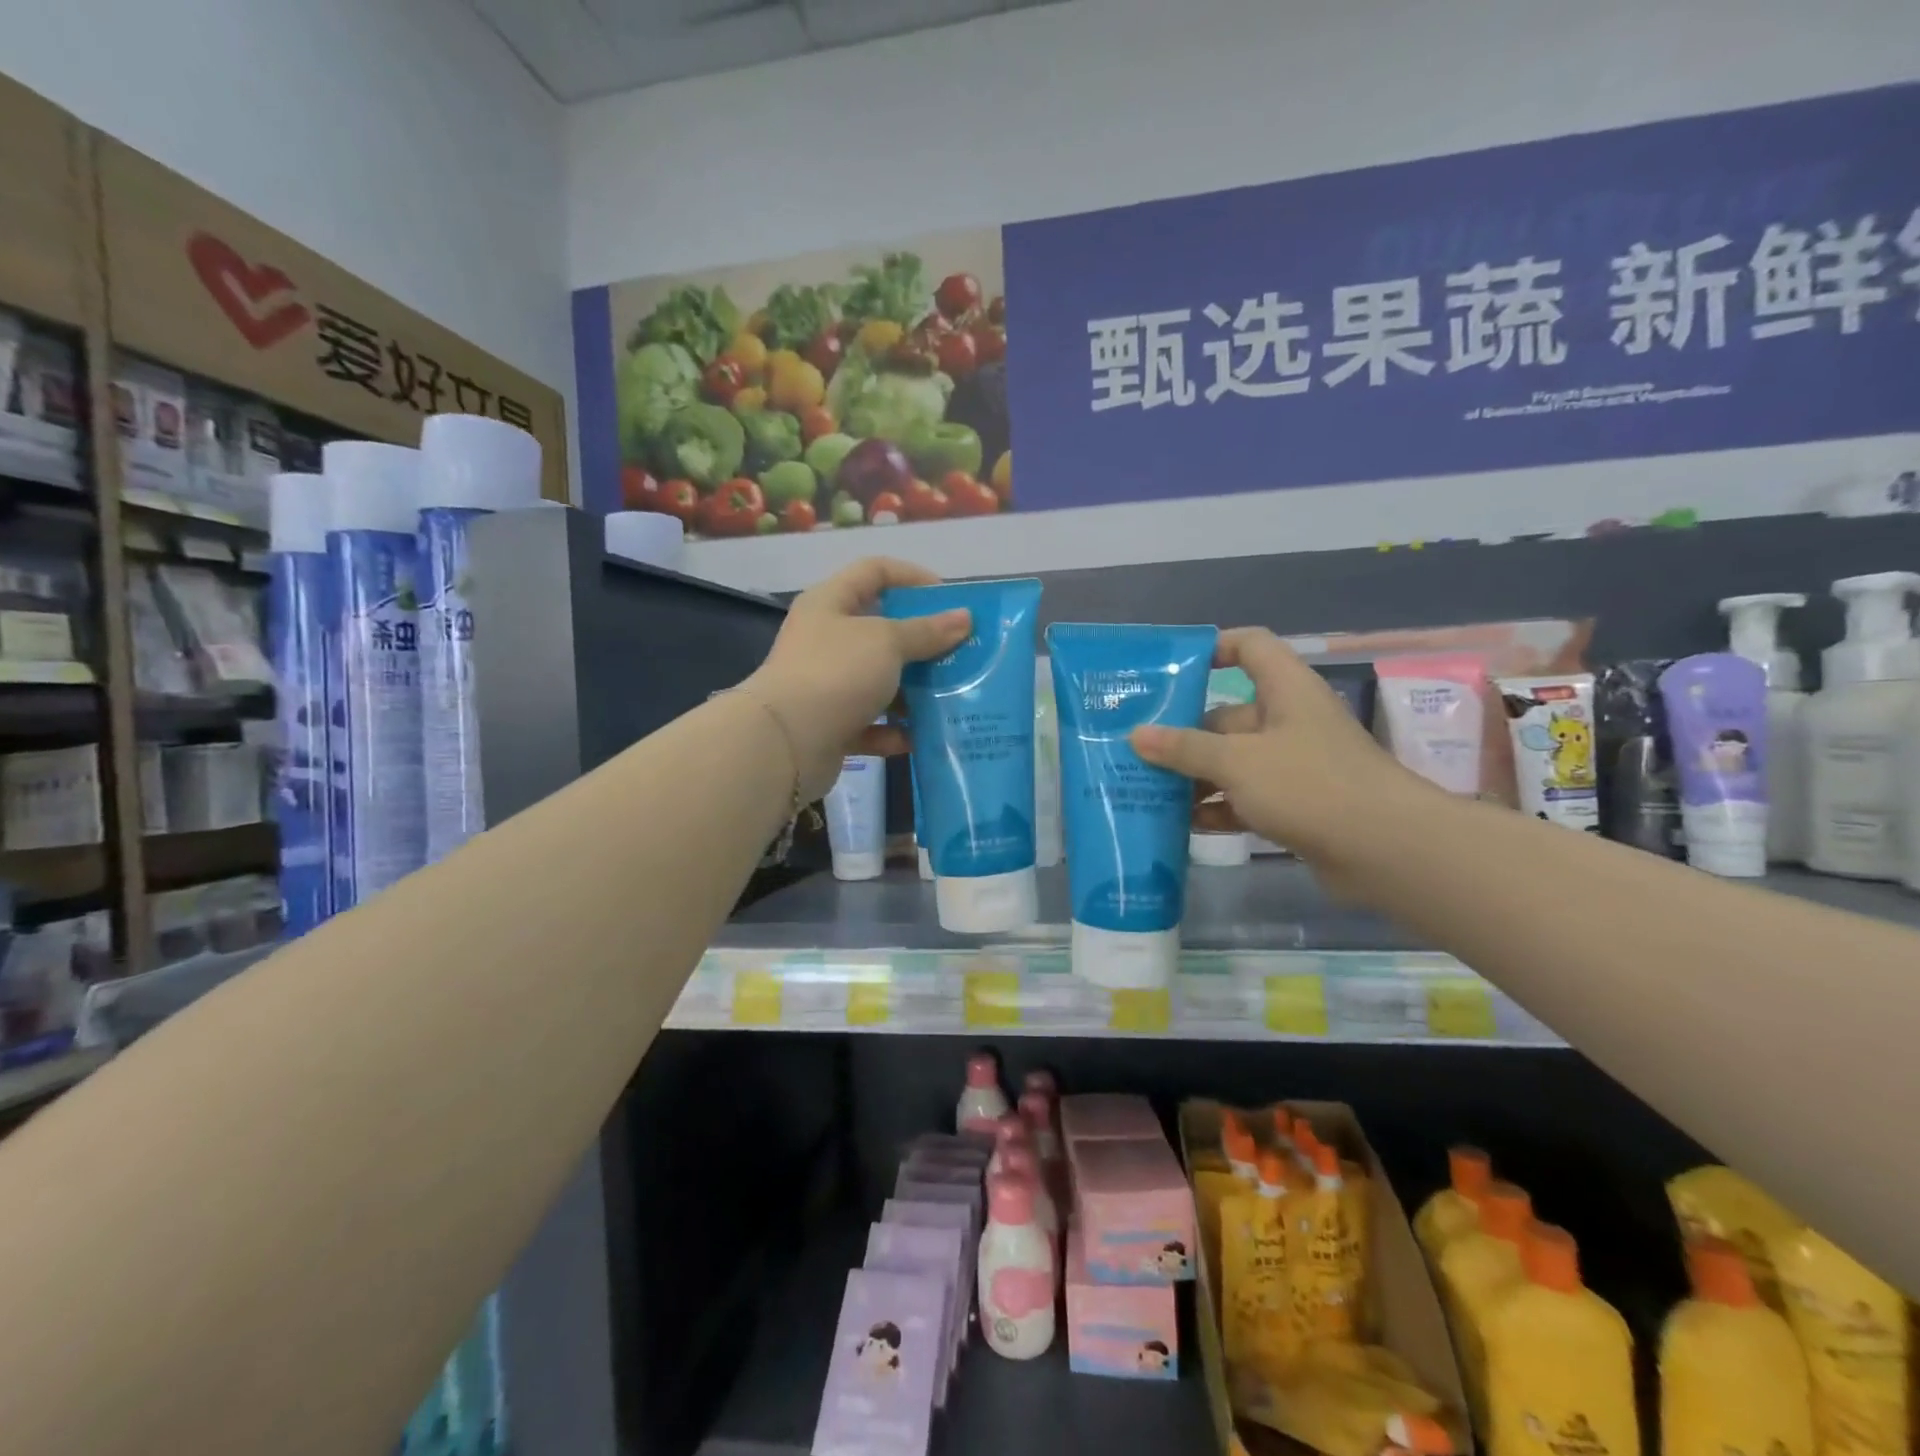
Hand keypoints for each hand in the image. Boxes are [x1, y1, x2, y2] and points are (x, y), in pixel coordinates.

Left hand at [748, 557, 969, 800]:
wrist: (784, 743)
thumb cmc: (836, 674)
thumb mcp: (887, 642)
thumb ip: (927, 631)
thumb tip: (965, 617)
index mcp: (830, 603)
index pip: (875, 571)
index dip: (913, 577)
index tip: (949, 598)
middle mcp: (825, 640)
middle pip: (881, 631)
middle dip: (922, 642)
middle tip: (960, 653)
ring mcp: (825, 684)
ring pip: (878, 681)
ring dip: (912, 691)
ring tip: (950, 698)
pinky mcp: (829, 725)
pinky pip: (869, 724)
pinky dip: (893, 731)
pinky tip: (918, 737)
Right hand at [1129, 628, 1432, 891]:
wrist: (1387, 851)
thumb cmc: (1309, 785)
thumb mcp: (1237, 762)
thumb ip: (1185, 748)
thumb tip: (1137, 735)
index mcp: (1285, 690)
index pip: (1249, 646)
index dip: (1213, 648)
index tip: (1171, 670)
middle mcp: (1289, 721)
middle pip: (1227, 714)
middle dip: (1183, 732)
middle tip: (1135, 748)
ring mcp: (1294, 765)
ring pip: (1233, 761)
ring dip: (1194, 776)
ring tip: (1146, 788)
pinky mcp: (1296, 805)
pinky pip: (1245, 797)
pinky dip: (1217, 808)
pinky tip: (1181, 824)